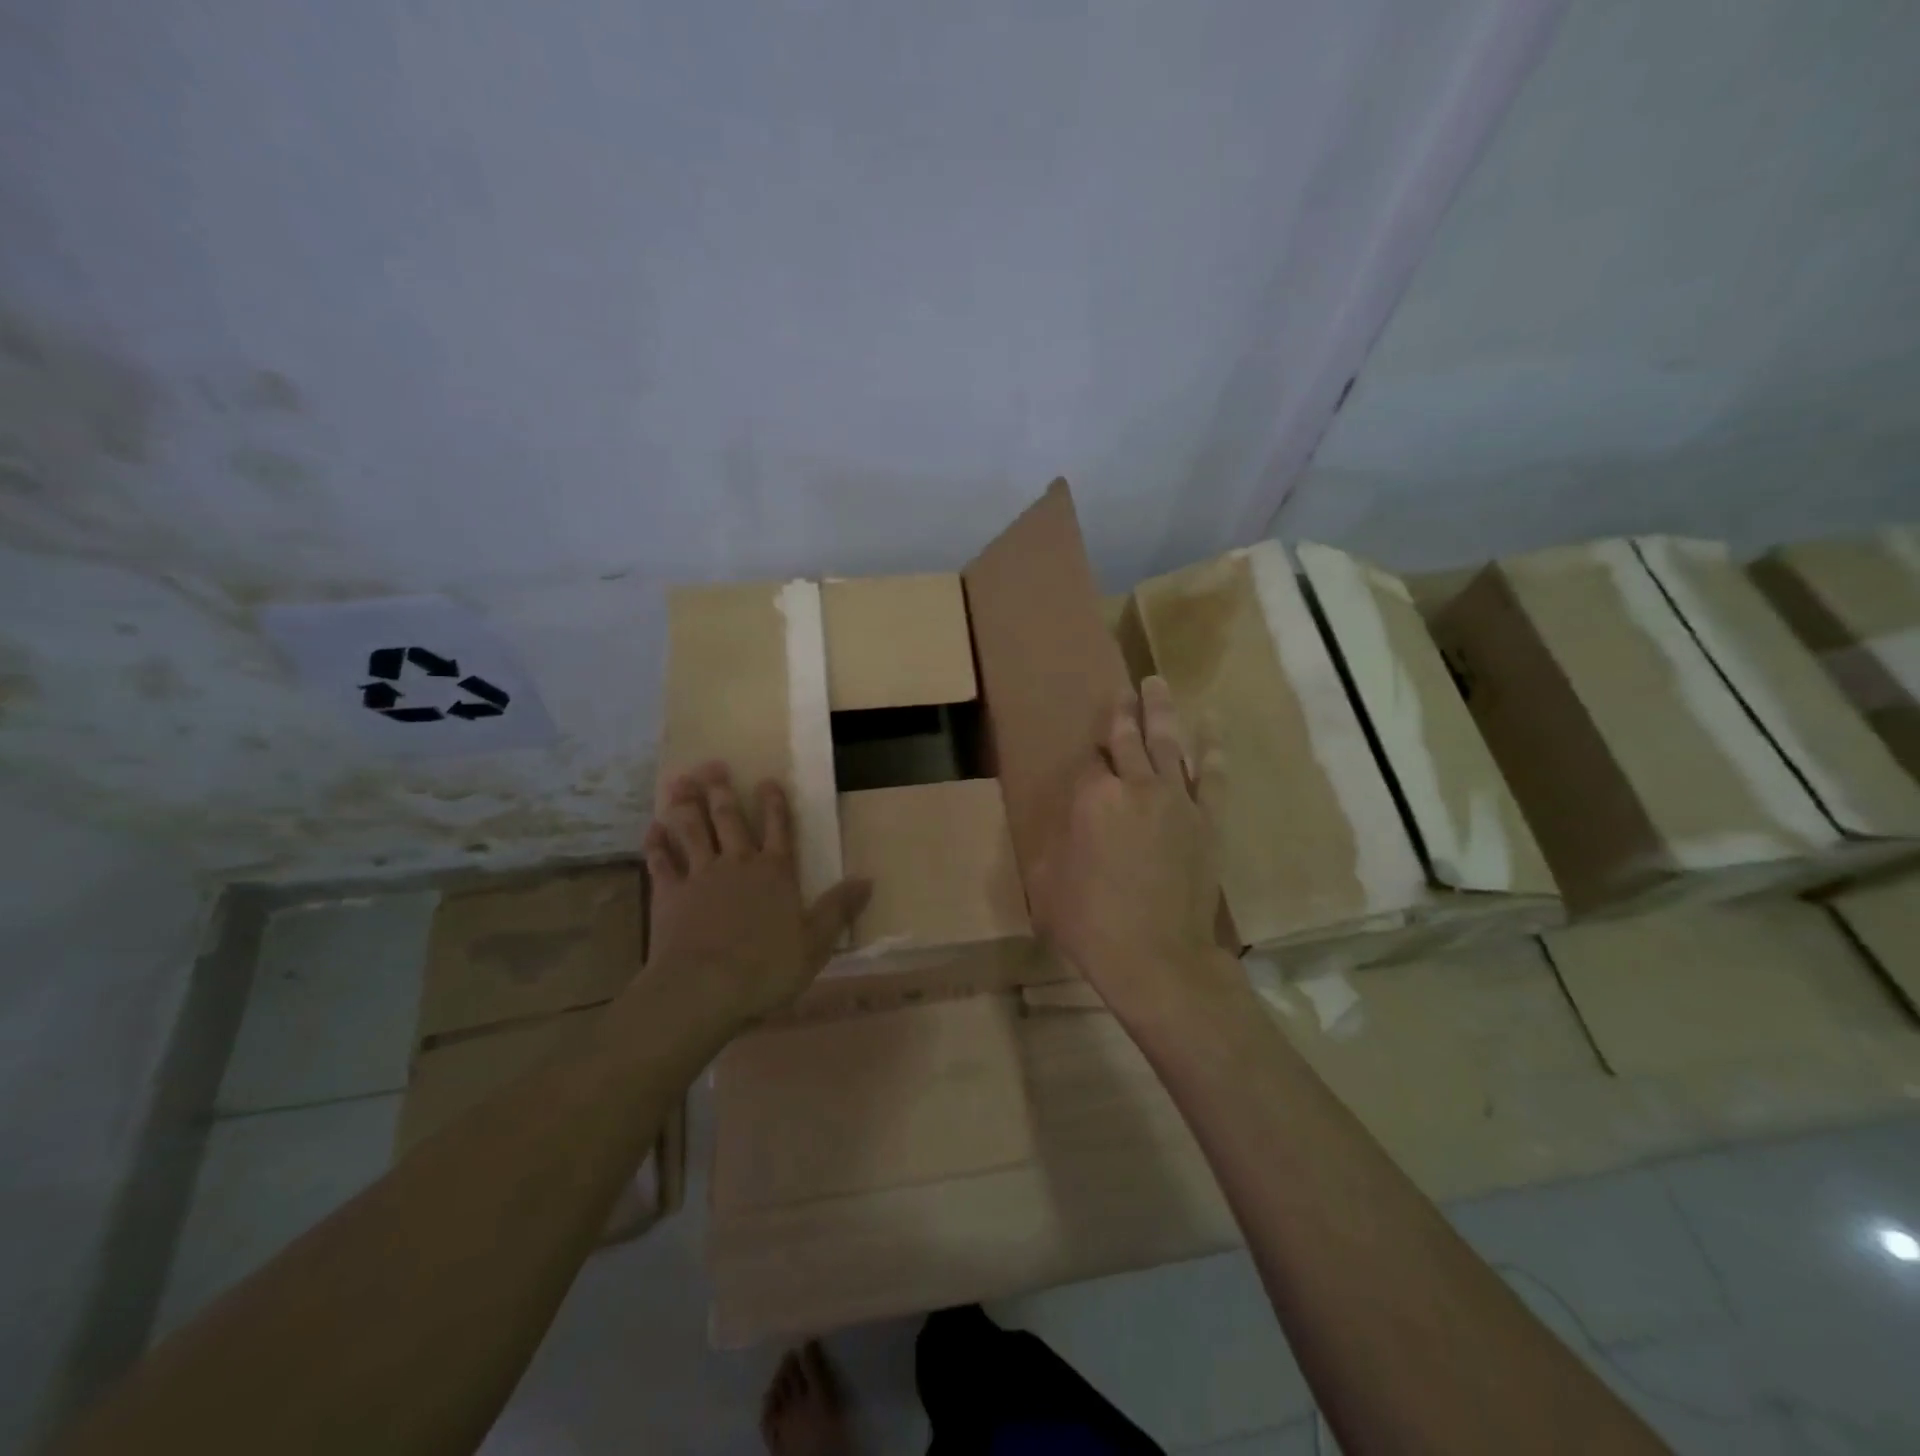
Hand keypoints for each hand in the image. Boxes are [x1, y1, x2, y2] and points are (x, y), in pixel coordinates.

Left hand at [643, 763, 870, 1025]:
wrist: (704, 987)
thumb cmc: (767, 966)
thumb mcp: (816, 942)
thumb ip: (839, 908)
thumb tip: (867, 880)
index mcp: (775, 872)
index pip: (778, 829)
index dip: (774, 804)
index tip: (767, 780)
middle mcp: (738, 864)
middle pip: (730, 820)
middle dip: (723, 791)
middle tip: (713, 765)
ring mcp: (700, 876)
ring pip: (693, 831)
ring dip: (686, 805)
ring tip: (680, 781)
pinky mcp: (669, 894)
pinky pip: (661, 862)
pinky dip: (656, 844)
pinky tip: (652, 828)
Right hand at [1030, 677, 1238, 1022]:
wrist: (1157, 956)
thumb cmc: (1092, 922)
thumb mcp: (1048, 882)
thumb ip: (1053, 842)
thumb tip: (1062, 824)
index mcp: (1093, 799)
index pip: (1088, 764)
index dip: (1085, 760)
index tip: (1085, 757)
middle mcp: (1136, 787)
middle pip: (1127, 740)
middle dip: (1123, 713)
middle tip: (1125, 689)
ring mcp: (1177, 800)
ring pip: (1168, 744)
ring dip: (1161, 712)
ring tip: (1158, 684)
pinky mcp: (1208, 821)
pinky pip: (1213, 776)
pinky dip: (1214, 750)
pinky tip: (1212, 726)